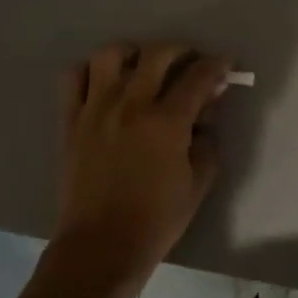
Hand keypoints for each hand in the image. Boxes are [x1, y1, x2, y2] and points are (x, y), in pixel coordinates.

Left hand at [54, 42, 230, 290]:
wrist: (101, 246)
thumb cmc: (156, 220)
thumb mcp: (198, 183)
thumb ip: (207, 141)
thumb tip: (207, 112)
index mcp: (167, 122)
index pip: (199, 76)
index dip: (218, 66)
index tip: (226, 65)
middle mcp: (131, 104)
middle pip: (158, 53)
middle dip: (182, 50)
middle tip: (191, 61)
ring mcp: (96, 108)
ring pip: (111, 54)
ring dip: (134, 52)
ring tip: (143, 64)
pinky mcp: (71, 119)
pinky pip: (73, 77)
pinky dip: (90, 70)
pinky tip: (105, 81)